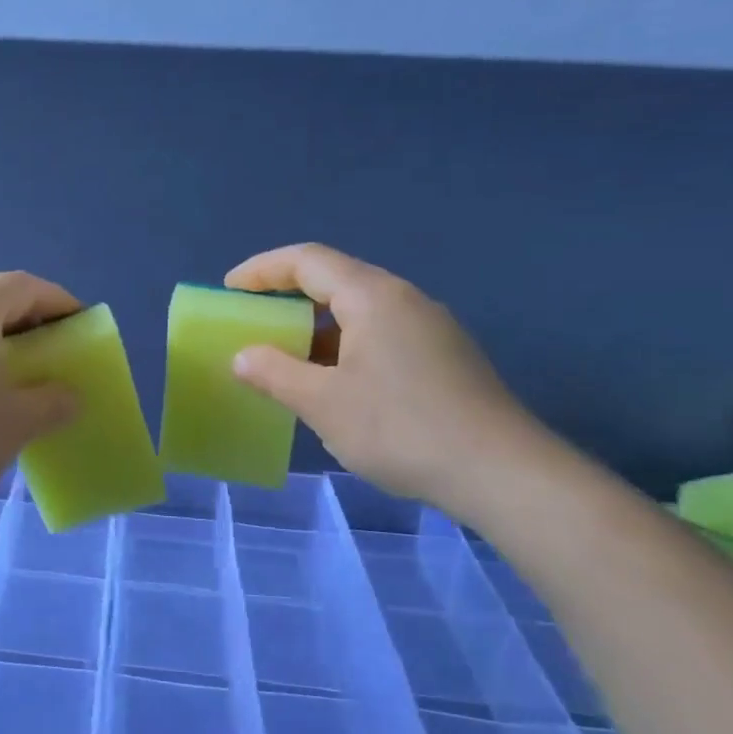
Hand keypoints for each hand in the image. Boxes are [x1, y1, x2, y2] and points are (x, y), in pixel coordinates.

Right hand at [225, 243, 549, 513]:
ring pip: (360, 310)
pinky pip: (381, 334)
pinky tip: (335, 383)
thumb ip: (275, 373)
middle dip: (287, 295)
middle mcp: (404, 299)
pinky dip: (345, 346)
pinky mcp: (445, 357)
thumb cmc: (401, 428)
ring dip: (316, 326)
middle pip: (335, 280)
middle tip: (253, 321)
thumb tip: (243, 356)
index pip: (307, 260)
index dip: (262, 269)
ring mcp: (431, 328)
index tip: (230, 290)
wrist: (503, 473)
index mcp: (373, 296)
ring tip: (286, 356)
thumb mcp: (323, 403)